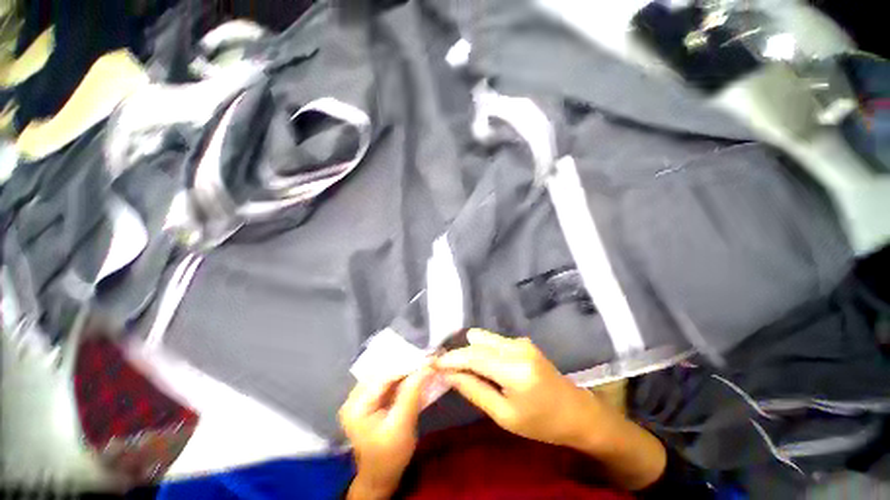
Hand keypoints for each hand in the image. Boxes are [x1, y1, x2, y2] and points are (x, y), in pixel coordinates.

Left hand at [339, 367, 432, 499]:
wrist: (381, 476)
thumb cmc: (390, 456)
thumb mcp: (402, 426)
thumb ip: (412, 394)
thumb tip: (426, 367)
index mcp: (356, 406)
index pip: (383, 377)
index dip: (405, 366)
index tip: (426, 360)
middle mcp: (354, 398)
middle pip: (382, 373)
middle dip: (405, 366)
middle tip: (426, 361)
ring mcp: (360, 399)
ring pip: (385, 375)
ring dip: (404, 371)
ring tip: (422, 366)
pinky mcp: (369, 401)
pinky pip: (386, 383)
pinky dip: (401, 379)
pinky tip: (413, 377)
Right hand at [435, 329, 607, 447]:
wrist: (577, 413)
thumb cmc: (541, 423)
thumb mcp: (504, 416)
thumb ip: (474, 390)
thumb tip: (449, 374)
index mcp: (514, 369)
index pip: (473, 356)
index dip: (451, 358)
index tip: (432, 362)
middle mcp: (517, 347)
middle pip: (477, 341)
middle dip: (459, 353)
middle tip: (446, 368)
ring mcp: (521, 341)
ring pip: (484, 339)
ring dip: (471, 352)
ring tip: (464, 369)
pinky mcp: (522, 342)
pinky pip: (494, 342)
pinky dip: (483, 351)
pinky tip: (484, 367)